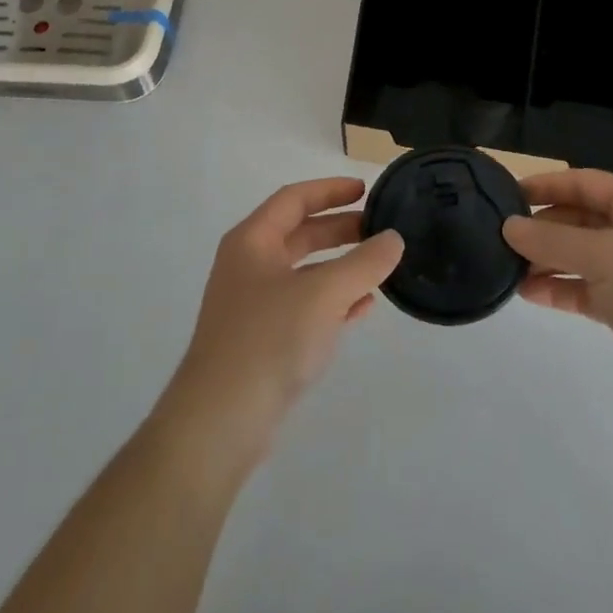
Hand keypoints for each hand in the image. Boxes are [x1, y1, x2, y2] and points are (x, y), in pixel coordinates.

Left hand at [154, 178, 403, 473]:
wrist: (219, 422)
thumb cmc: (268, 340)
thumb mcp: (324, 294)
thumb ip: (364, 264)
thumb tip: (393, 239)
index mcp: (252, 241)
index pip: (294, 199)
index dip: (330, 190)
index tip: (366, 190)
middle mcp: (249, 265)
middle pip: (299, 233)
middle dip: (340, 229)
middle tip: (379, 229)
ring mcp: (253, 305)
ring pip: (304, 272)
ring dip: (340, 266)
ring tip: (379, 266)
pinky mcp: (262, 340)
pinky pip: (304, 307)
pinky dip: (332, 301)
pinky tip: (363, 307)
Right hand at [503, 170, 612, 422]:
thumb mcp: (604, 256)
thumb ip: (552, 240)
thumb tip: (509, 226)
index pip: (583, 182)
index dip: (546, 185)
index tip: (507, 195)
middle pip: (578, 218)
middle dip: (541, 226)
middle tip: (500, 237)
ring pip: (578, 256)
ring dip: (545, 260)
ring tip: (507, 267)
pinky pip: (584, 290)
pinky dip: (558, 289)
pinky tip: (527, 293)